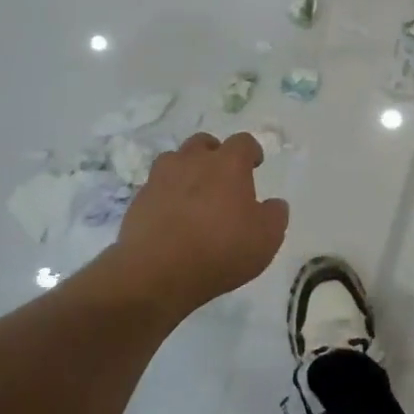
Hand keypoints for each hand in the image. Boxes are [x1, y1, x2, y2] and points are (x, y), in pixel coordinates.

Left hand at [118, 132, 289, 314]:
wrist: (156, 272)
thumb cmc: (220, 249)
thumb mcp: (266, 238)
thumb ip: (275, 215)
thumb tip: (274, 204)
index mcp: (228, 164)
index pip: (243, 142)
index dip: (251, 151)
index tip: (255, 164)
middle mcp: (193, 161)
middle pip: (204, 143)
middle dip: (214, 154)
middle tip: (222, 177)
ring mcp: (161, 178)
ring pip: (174, 160)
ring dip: (186, 171)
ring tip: (193, 195)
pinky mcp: (138, 200)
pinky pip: (156, 188)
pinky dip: (166, 196)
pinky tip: (172, 218)